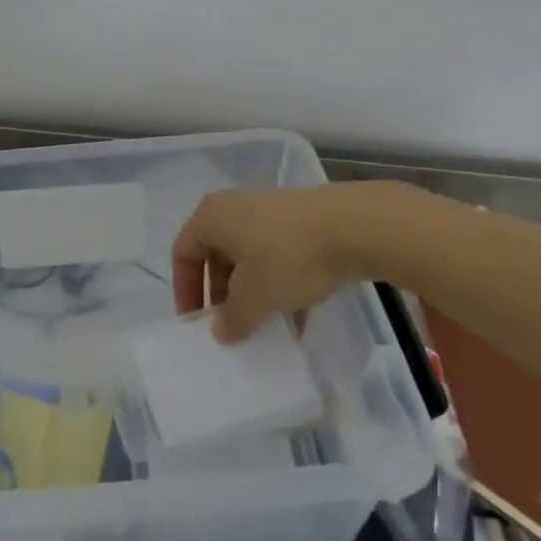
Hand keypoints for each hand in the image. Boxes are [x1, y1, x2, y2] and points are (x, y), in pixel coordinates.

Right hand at [172, 187, 365, 341]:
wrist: (356, 226)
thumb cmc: (288, 256)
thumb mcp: (254, 296)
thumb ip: (232, 318)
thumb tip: (221, 331)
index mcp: (212, 217)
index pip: (183, 254)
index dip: (185, 292)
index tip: (195, 324)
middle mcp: (236, 209)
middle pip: (217, 257)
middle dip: (223, 297)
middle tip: (230, 329)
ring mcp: (272, 213)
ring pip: (251, 260)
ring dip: (253, 296)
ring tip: (264, 330)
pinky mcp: (303, 223)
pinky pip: (280, 258)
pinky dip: (281, 287)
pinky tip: (298, 319)